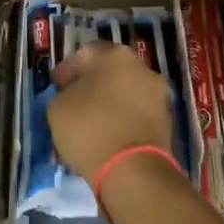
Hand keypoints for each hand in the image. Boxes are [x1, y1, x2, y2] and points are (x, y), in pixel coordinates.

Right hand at [49, 41, 174, 183]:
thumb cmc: (90, 128)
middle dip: (92, 84)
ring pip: (126, 92)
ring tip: (91, 122)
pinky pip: (137, 113)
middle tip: (74, 100)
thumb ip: (65, 94)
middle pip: (110, 71)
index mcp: (115, 55)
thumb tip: (74, 96)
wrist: (133, 170)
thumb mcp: (58, 107)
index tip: (56, 85)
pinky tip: (108, 135)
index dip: (68, 69)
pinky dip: (123, 119)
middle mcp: (141, 67)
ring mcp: (158, 94)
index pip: (85, 53)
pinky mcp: (166, 121)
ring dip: (110, 102)